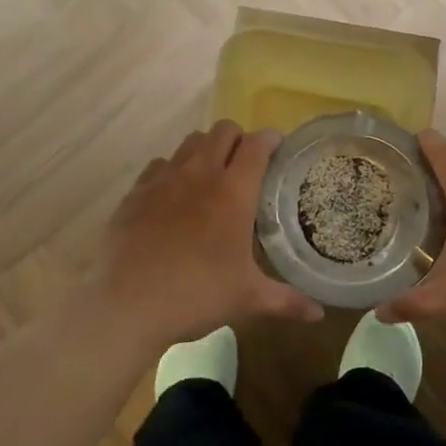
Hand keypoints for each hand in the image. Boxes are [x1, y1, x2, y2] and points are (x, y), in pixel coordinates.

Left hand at [89, 121, 322, 347]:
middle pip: (223, 131)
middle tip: (246, 164)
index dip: (271, 140)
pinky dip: (173, 170)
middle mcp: (199, 174)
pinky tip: (174, 195)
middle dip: (239, 139)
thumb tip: (319, 314)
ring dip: (207, 149)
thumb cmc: (196, 296)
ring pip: (191, 141)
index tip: (278, 148)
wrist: (126, 304)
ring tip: (211, 175)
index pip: (257, 145)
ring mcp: (163, 179)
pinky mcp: (135, 192)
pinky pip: (160, 164)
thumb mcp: (247, 299)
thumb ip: (286, 300)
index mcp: (233, 192)